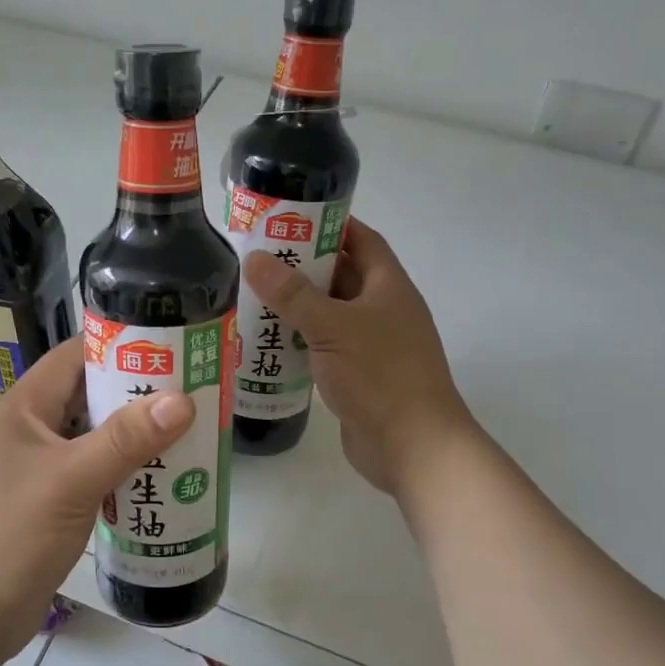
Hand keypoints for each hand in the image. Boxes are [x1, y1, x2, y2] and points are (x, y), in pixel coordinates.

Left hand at [0, 337, 194, 661]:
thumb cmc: (10, 537)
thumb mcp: (71, 481)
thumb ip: (125, 439)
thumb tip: (182, 399)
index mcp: (20, 410)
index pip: (73, 357)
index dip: (119, 346)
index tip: (171, 347)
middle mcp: (25, 432)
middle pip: (85, 397)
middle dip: (134, 394)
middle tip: (190, 392)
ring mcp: (33, 470)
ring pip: (90, 438)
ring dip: (131, 436)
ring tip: (185, 432)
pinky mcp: (44, 504)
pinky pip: (88, 473)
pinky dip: (119, 471)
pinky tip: (155, 479)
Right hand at [244, 217, 477, 495]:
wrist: (413, 447)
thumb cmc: (380, 375)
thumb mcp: (332, 327)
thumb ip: (292, 294)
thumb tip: (255, 258)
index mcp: (388, 287)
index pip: (361, 240)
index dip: (330, 225)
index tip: (289, 218)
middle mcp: (383, 311)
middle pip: (341, 276)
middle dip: (302, 267)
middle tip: (256, 258)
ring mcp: (371, 346)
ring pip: (329, 315)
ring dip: (297, 307)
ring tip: (251, 296)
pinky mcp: (357, 377)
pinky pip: (324, 348)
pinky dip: (299, 342)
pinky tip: (266, 342)